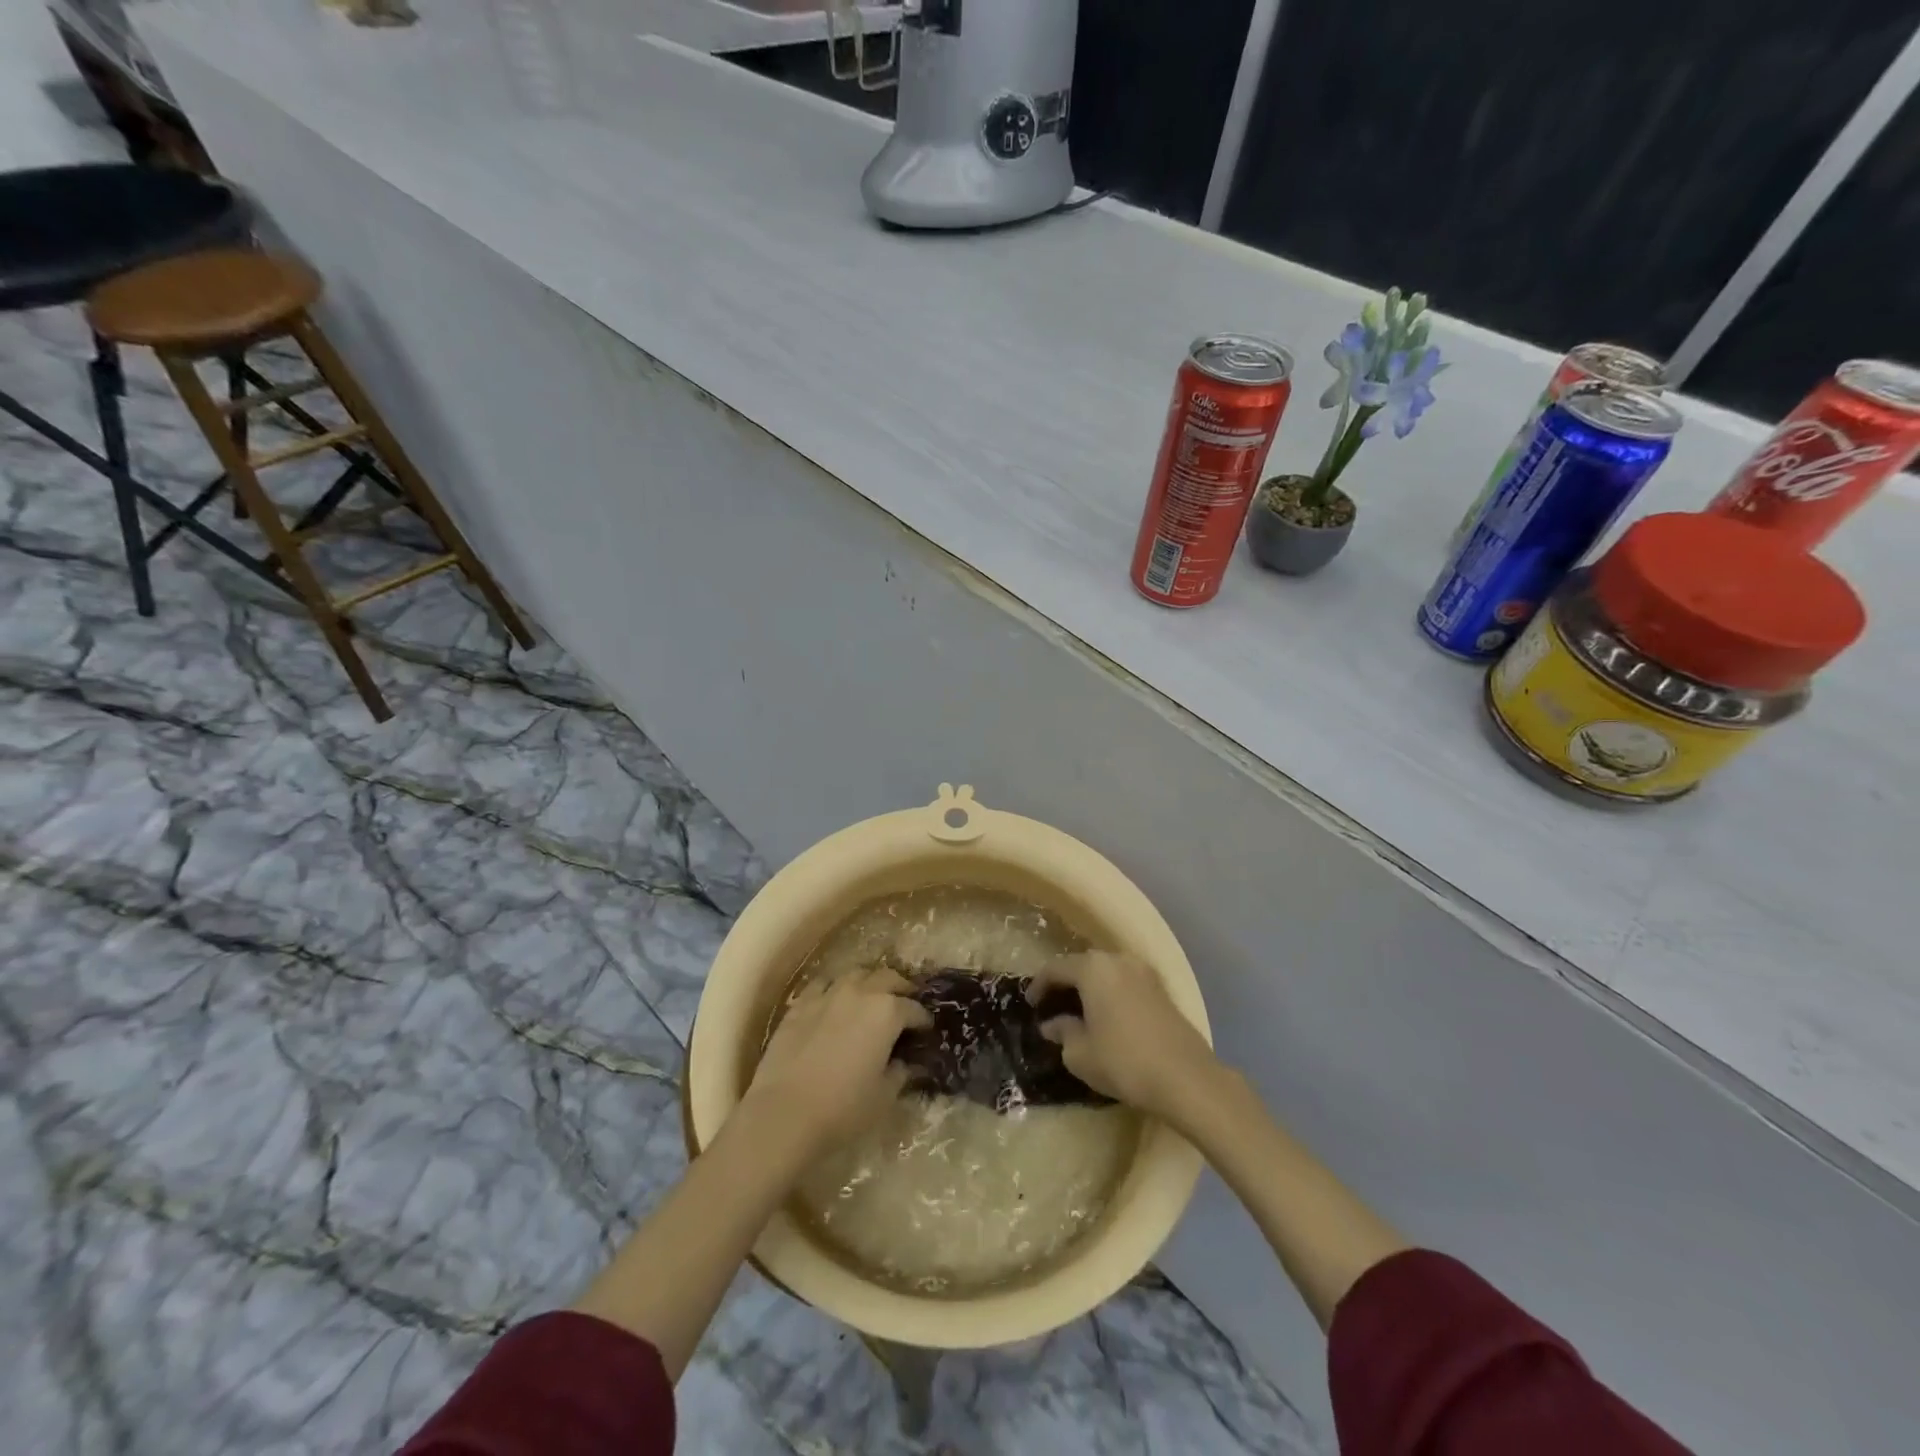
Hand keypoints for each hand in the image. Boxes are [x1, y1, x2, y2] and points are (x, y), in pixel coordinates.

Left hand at [740, 966, 929, 1158]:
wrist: (784, 1114)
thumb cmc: (843, 1108)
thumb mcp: (884, 1096)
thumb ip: (900, 1073)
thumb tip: (906, 1064)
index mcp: (887, 1012)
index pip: (914, 1008)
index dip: (923, 1019)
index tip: (926, 1030)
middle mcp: (860, 993)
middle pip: (887, 978)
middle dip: (900, 989)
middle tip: (905, 1004)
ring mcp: (827, 994)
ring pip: (855, 974)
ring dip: (868, 982)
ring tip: (871, 998)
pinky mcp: (800, 1004)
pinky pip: (823, 985)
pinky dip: (834, 989)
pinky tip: (834, 1002)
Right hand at [1030, 952, 1222, 1124]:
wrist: (1186, 1078)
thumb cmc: (1123, 1061)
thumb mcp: (1080, 1054)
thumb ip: (1062, 1033)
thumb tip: (1053, 1024)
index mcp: (1093, 969)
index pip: (1055, 968)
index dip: (1038, 985)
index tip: (1030, 1004)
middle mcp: (1118, 960)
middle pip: (1082, 965)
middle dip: (1065, 983)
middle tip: (1052, 1005)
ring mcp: (1144, 972)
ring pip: (1106, 972)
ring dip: (1090, 987)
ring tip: (1079, 1011)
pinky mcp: (1161, 990)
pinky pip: (1125, 983)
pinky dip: (1110, 993)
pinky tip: (1106, 1016)